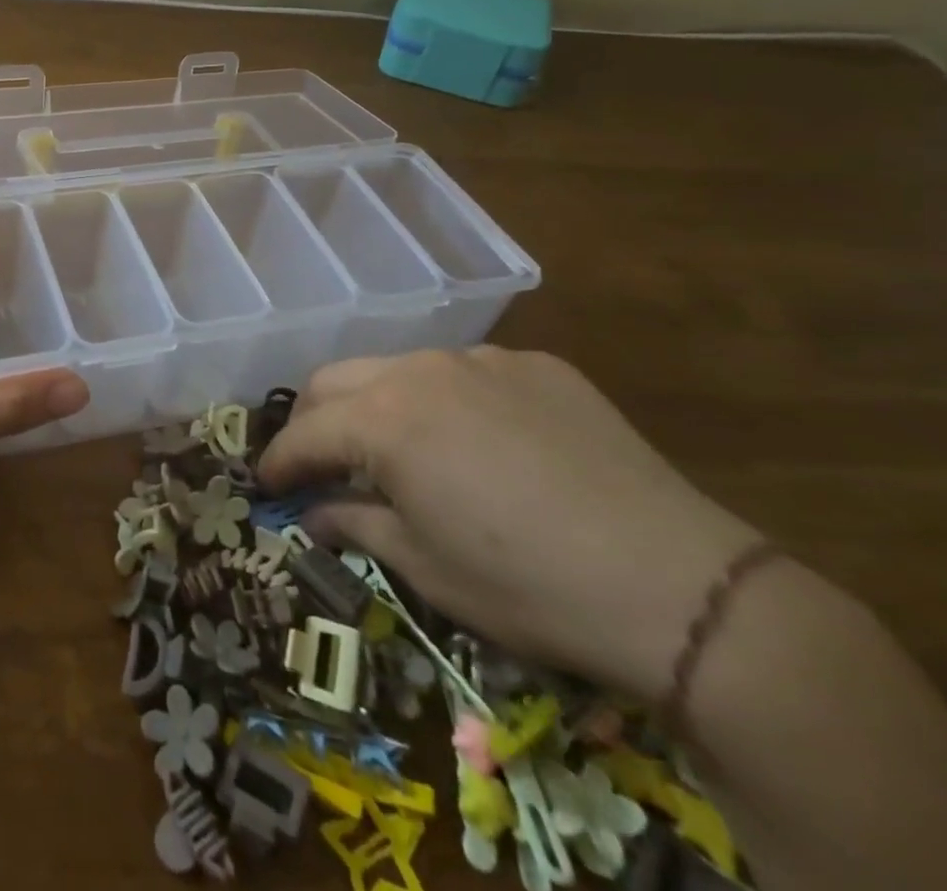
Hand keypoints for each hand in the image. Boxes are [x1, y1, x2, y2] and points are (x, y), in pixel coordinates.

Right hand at [258, 347, 757, 701]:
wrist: (680, 587)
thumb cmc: (528, 586)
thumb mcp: (426, 567)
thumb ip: (356, 524)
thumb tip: (315, 513)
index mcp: (384, 419)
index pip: (306, 433)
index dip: (278, 461)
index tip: (266, 484)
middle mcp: (421, 369)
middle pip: (336, 380)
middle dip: (313, 419)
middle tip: (316, 460)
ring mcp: (483, 359)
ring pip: (400, 368)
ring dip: (377, 403)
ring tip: (394, 448)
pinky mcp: (538, 365)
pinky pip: (467, 373)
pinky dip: (446, 401)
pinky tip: (477, 442)